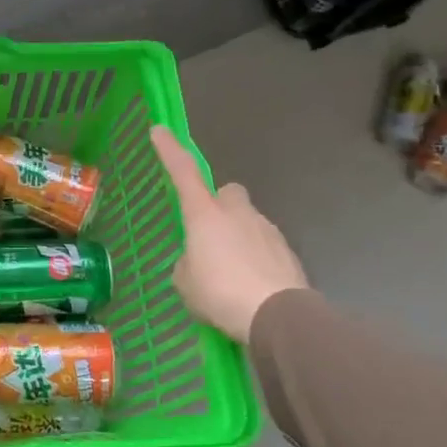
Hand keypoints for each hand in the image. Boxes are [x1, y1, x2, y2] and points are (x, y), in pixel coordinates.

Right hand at [150, 125, 308, 340]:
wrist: (277, 316)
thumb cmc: (220, 293)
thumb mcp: (185, 282)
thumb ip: (187, 263)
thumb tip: (198, 261)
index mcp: (205, 215)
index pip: (183, 173)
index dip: (170, 151)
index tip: (159, 130)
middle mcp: (236, 213)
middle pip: (227, 193)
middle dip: (219, 205)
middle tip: (209, 233)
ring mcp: (266, 229)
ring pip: (247, 220)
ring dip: (237, 236)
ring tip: (230, 273)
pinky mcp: (287, 251)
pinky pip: (264, 245)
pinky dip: (256, 258)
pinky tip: (251, 285)